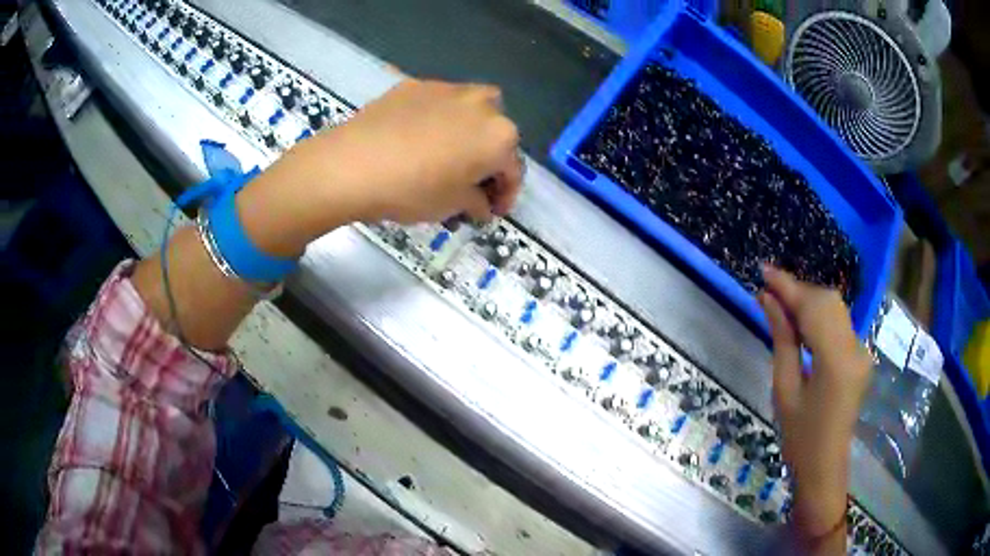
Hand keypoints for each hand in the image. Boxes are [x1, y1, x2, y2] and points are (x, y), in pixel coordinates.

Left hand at [310, 78, 522, 222]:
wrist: (351, 165)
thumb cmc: (411, 190)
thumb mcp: (451, 206)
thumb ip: (476, 203)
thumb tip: (481, 205)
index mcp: (499, 136)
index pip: (513, 170)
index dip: (505, 195)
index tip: (491, 212)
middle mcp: (482, 104)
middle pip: (496, 134)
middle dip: (489, 159)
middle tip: (470, 183)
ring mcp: (447, 89)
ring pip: (471, 110)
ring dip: (468, 132)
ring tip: (448, 153)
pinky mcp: (416, 85)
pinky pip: (438, 103)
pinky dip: (438, 119)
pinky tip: (417, 138)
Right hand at [758, 265, 871, 539]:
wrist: (824, 466)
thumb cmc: (799, 437)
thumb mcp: (784, 390)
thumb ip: (782, 339)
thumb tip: (768, 299)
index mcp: (836, 361)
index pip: (813, 308)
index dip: (788, 286)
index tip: (763, 270)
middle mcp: (856, 348)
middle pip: (828, 301)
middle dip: (798, 291)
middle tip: (769, 290)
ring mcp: (861, 350)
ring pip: (835, 308)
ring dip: (808, 301)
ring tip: (781, 304)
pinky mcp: (861, 354)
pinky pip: (839, 322)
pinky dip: (819, 315)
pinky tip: (802, 322)